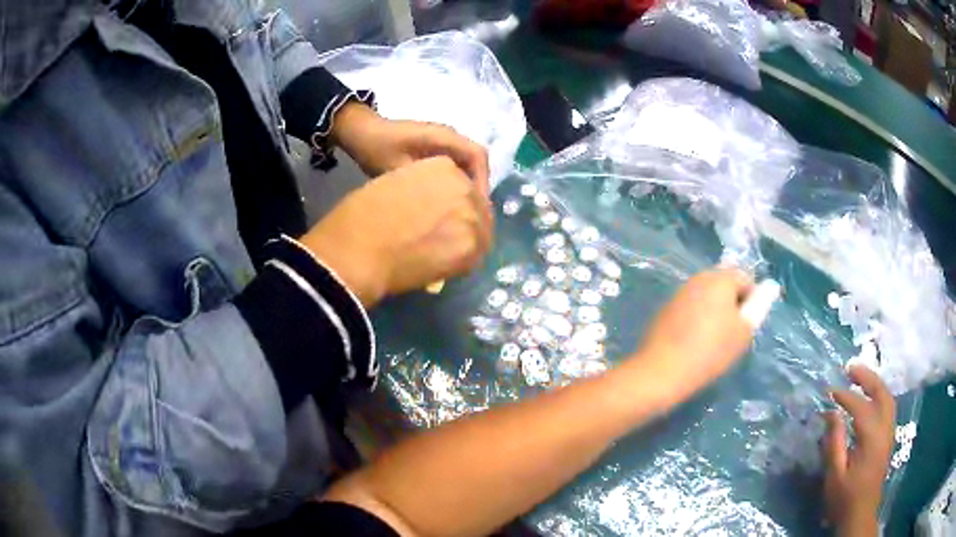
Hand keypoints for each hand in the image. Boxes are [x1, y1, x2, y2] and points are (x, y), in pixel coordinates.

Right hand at [300, 156, 492, 307]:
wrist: (357, 250)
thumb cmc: (361, 218)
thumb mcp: (391, 186)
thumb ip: (419, 191)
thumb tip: (428, 212)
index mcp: (442, 165)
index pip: (461, 185)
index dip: (452, 203)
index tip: (440, 218)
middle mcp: (463, 185)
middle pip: (476, 206)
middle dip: (464, 221)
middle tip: (445, 240)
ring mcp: (471, 215)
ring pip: (481, 231)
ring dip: (467, 241)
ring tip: (445, 256)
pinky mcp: (473, 246)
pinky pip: (477, 255)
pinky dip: (465, 262)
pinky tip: (446, 267)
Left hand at [331, 102, 490, 196]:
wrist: (360, 132)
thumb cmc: (377, 149)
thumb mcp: (398, 170)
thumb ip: (423, 185)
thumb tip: (445, 206)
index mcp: (444, 137)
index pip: (477, 156)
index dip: (483, 182)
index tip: (478, 208)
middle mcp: (448, 137)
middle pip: (475, 161)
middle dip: (477, 187)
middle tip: (472, 215)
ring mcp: (442, 141)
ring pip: (465, 164)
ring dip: (466, 185)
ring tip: (461, 211)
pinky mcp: (433, 148)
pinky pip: (453, 165)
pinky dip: (455, 182)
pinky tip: (446, 201)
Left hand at [627, 269, 755, 406]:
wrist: (662, 372)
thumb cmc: (711, 351)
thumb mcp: (744, 330)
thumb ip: (759, 305)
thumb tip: (771, 284)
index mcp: (720, 277)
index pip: (746, 279)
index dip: (752, 302)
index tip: (747, 327)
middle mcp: (698, 278)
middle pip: (725, 285)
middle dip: (733, 305)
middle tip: (732, 335)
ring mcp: (679, 293)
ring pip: (707, 297)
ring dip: (715, 312)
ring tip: (714, 342)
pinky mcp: (666, 309)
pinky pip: (691, 309)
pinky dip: (697, 320)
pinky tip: (694, 343)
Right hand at [822, 366, 895, 536]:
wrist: (860, 515)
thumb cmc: (845, 498)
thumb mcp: (834, 475)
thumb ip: (834, 442)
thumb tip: (832, 413)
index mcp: (872, 438)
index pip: (860, 406)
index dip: (845, 396)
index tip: (829, 391)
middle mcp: (885, 429)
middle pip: (881, 393)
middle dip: (867, 377)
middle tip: (850, 368)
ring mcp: (889, 433)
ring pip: (888, 398)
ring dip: (875, 383)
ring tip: (860, 377)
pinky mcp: (888, 439)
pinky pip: (888, 407)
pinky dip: (880, 395)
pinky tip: (870, 398)